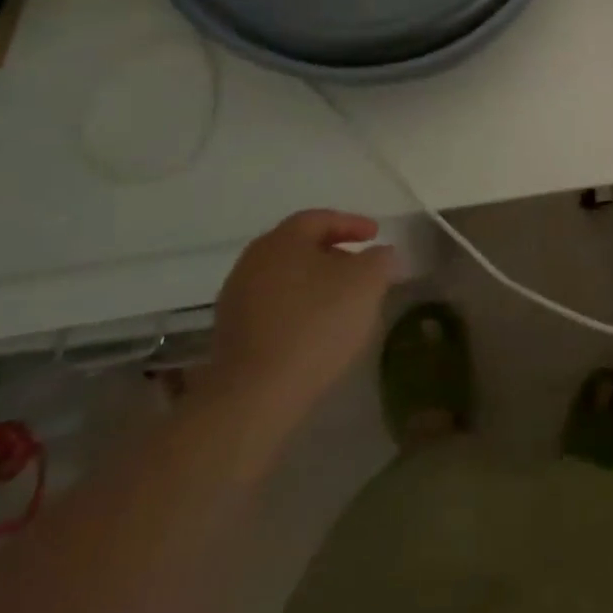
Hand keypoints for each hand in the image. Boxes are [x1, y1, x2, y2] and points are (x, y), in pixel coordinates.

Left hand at [202, 210, 397, 426]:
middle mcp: (253, 261)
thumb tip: (380, 254)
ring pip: (286, 277)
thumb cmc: (316, 323)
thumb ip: (379, 260)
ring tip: (343, 300)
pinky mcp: (232, 334)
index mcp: (282, 240)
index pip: (320, 218)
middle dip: (333, 253)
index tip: (376, 235)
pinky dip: (299, 308)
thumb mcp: (367, 283)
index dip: (352, 223)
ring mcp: (237, 298)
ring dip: (315, 282)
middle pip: (299, 246)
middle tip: (360, 266)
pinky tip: (317, 328)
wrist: (256, 393)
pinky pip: (274, 307)